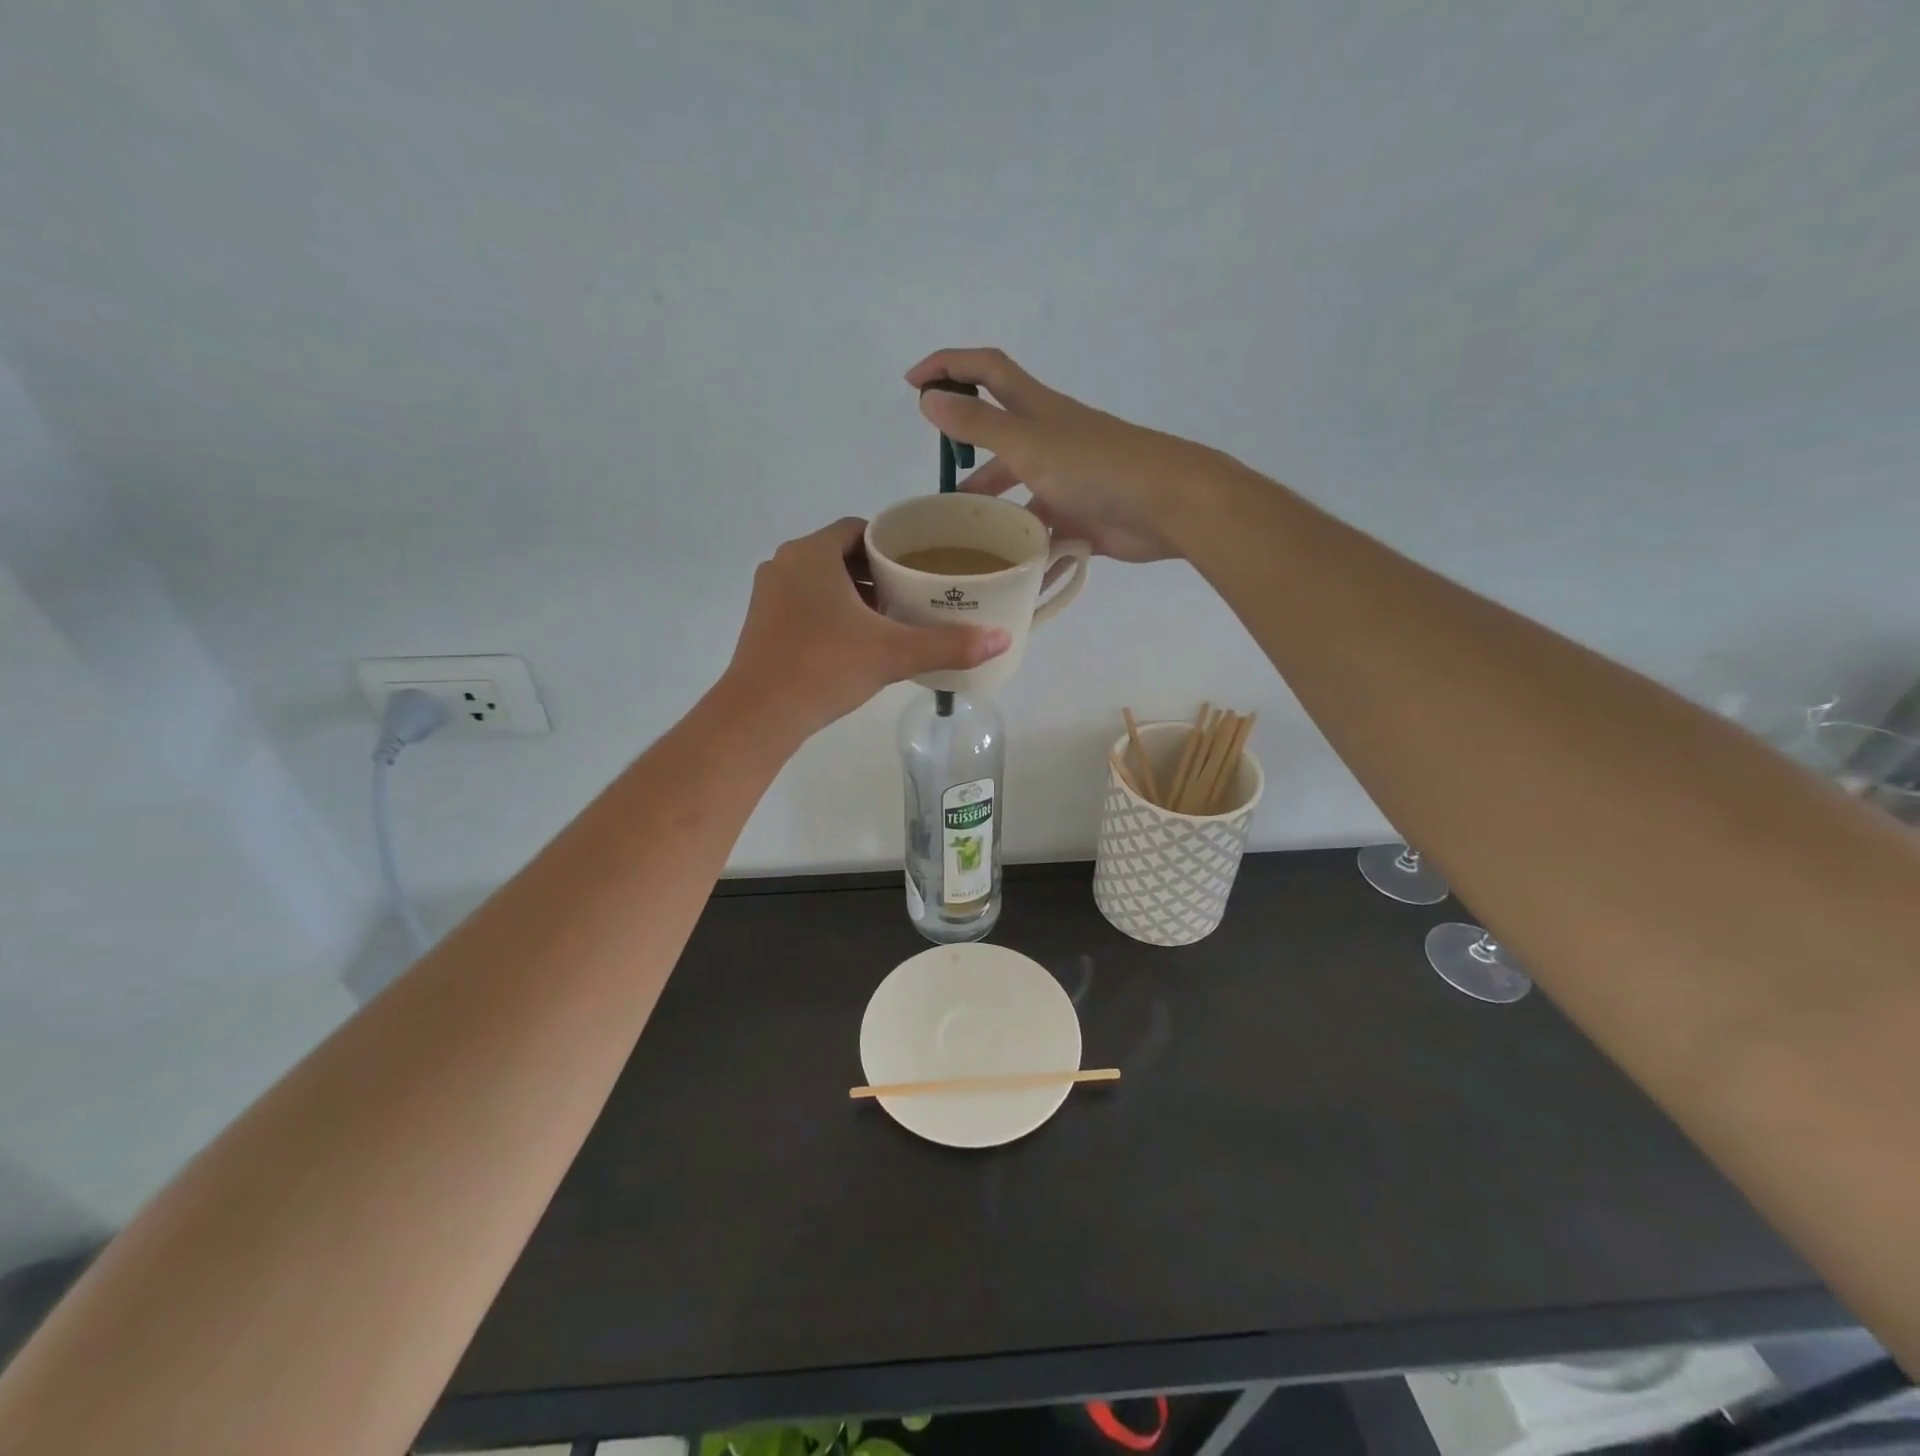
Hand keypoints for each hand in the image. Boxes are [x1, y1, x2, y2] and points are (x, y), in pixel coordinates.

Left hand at [724, 518, 1009, 737]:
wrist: (759, 714)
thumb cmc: (825, 669)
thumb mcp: (893, 655)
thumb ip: (948, 644)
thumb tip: (1002, 638)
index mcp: (813, 553)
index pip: (861, 530)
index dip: (893, 543)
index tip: (920, 564)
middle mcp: (786, 563)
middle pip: (841, 554)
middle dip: (877, 571)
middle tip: (913, 592)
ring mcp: (769, 593)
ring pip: (821, 580)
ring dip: (854, 592)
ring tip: (890, 617)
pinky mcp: (762, 621)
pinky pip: (804, 602)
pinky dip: (831, 611)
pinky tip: (855, 640)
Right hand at [906, 348, 1213, 562]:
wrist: (1168, 504)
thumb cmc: (1096, 466)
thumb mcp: (1028, 444)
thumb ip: (978, 425)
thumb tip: (929, 398)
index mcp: (1037, 410)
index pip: (986, 371)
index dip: (948, 366)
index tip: (912, 384)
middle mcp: (1050, 441)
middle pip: (999, 438)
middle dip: (967, 454)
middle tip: (939, 489)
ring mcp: (1067, 481)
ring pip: (1018, 491)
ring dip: (992, 509)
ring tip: (963, 539)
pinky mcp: (1081, 518)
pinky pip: (1042, 531)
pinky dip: (1023, 547)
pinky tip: (1001, 569)